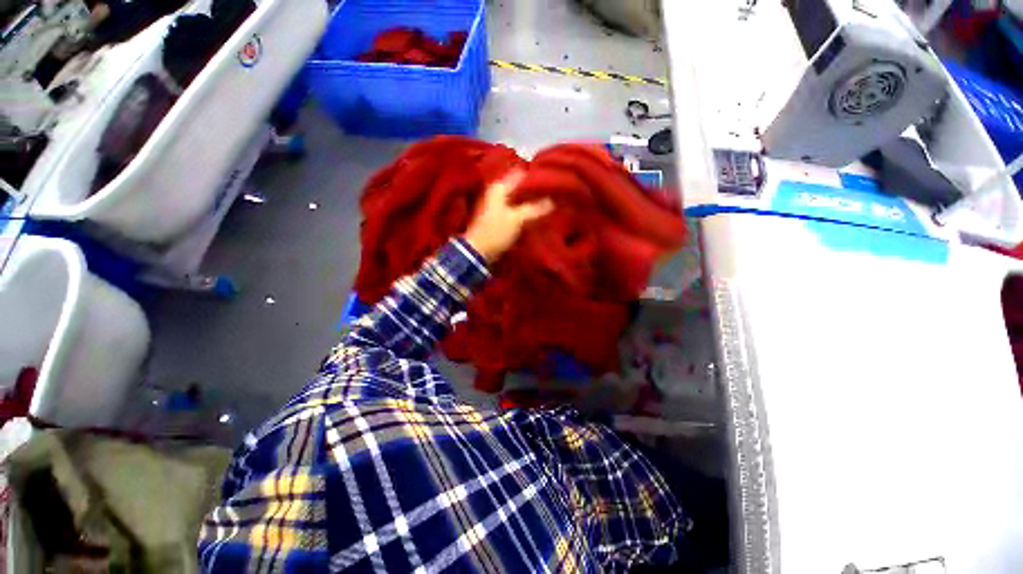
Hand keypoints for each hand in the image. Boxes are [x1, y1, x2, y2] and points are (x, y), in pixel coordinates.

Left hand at [464, 169, 553, 262]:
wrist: (479, 251)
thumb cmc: (496, 231)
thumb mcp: (517, 219)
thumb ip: (535, 209)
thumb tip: (552, 201)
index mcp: (499, 188)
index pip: (521, 174)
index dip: (535, 176)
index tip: (551, 180)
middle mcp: (498, 192)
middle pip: (521, 186)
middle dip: (535, 189)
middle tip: (553, 191)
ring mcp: (499, 205)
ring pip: (520, 198)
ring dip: (532, 200)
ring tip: (549, 200)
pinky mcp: (501, 217)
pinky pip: (517, 208)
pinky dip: (526, 209)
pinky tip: (538, 212)